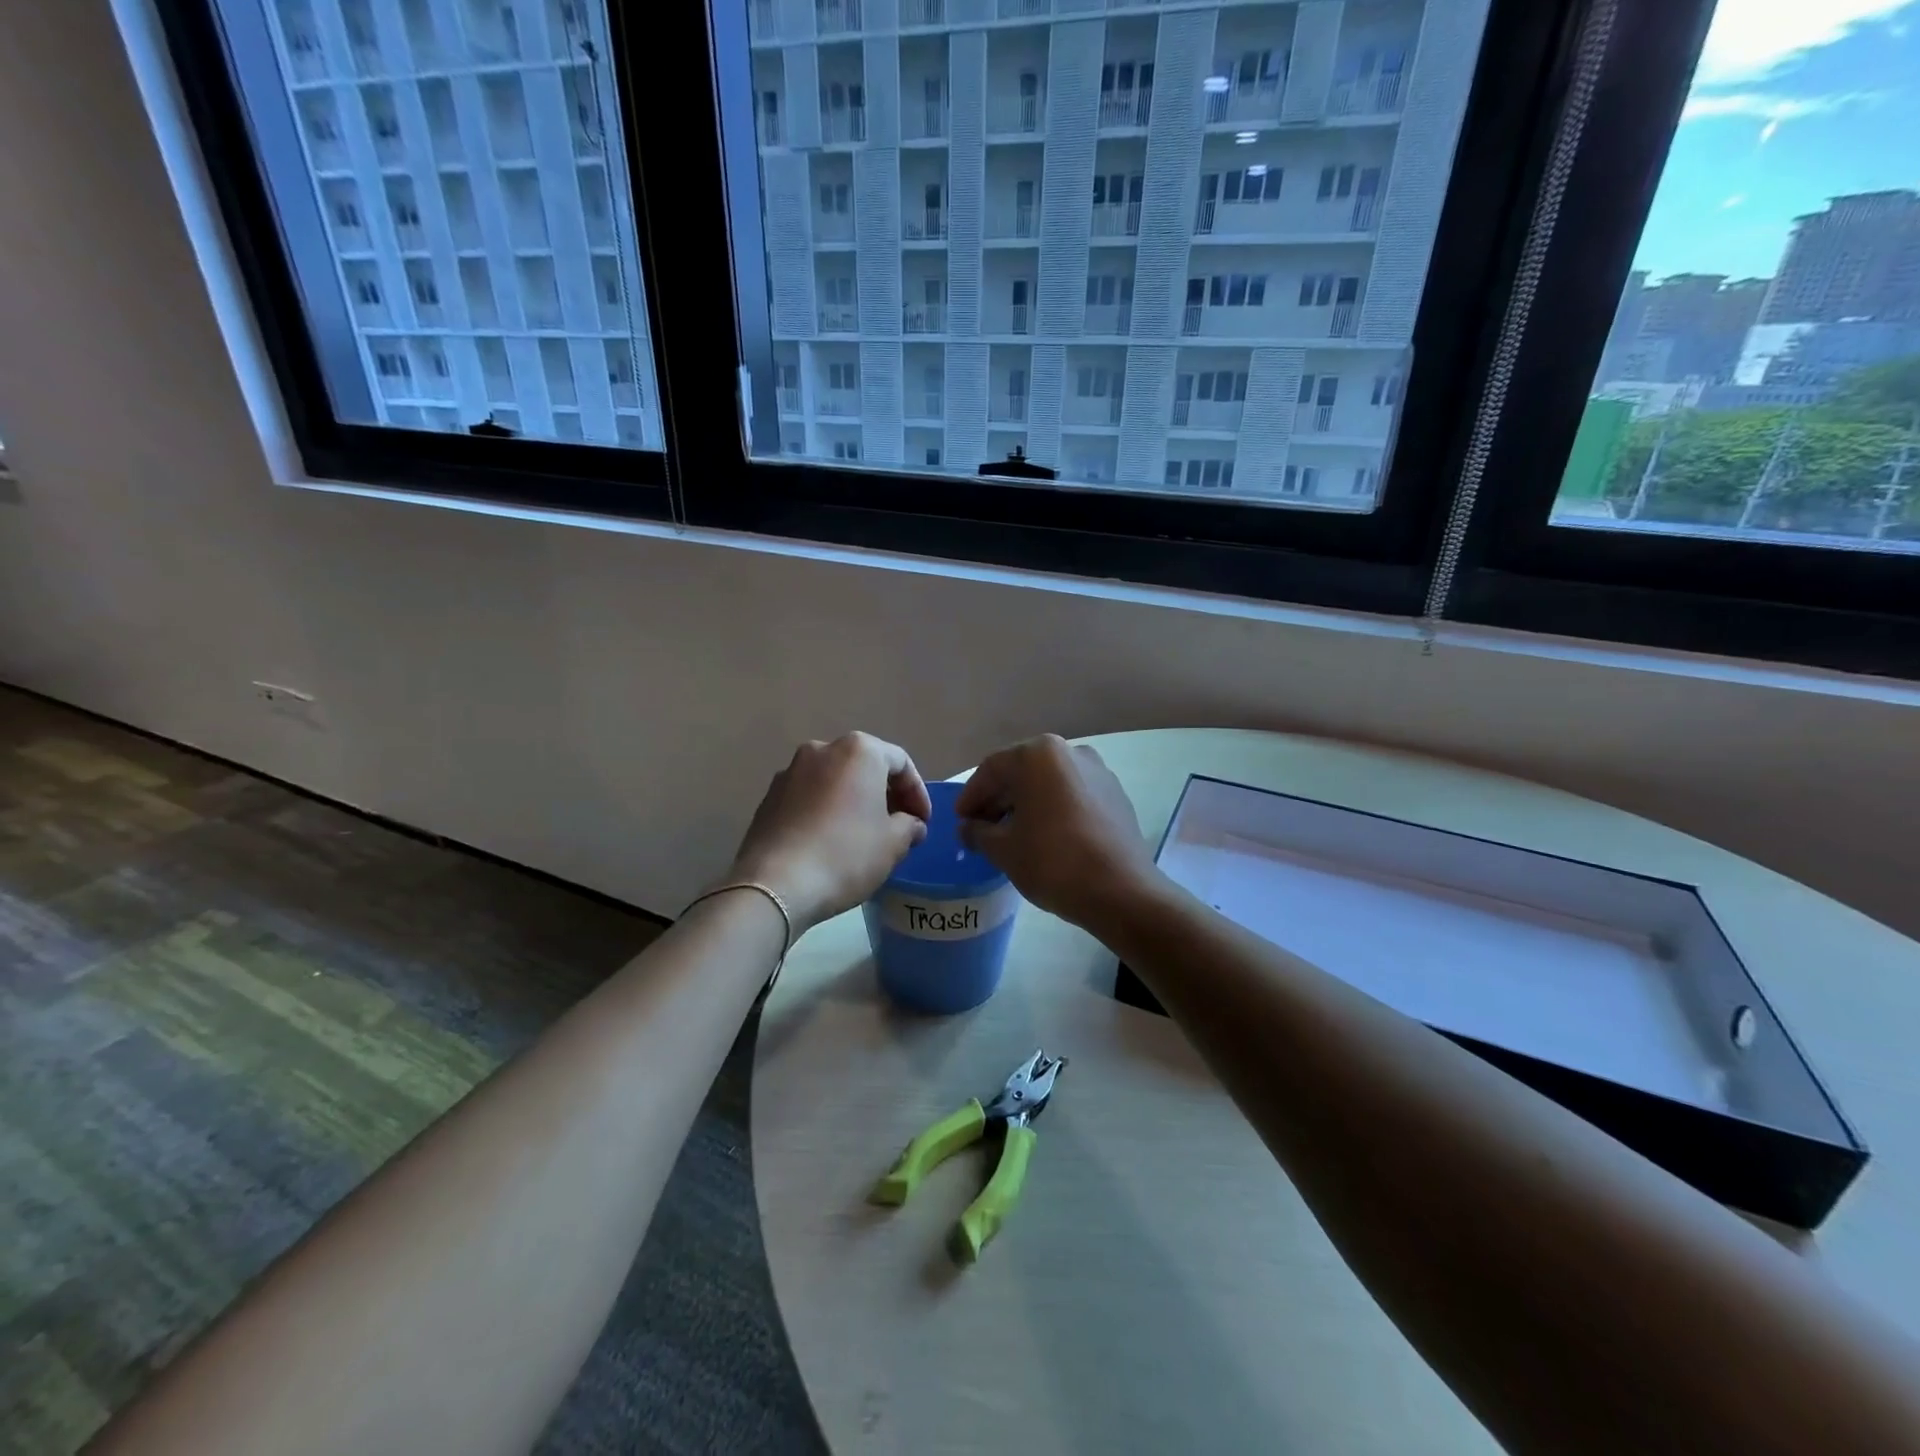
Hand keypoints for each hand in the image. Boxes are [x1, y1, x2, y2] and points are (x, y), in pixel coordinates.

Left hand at [728, 733, 932, 933]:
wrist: (776, 884)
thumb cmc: (846, 855)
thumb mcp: (893, 844)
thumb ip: (910, 825)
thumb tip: (910, 824)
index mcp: (858, 751)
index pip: (901, 763)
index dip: (918, 794)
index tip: (923, 823)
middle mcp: (822, 749)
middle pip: (865, 766)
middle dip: (885, 794)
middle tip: (899, 826)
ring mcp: (790, 771)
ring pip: (835, 781)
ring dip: (854, 802)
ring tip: (865, 835)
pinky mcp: (769, 797)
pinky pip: (809, 797)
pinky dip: (826, 811)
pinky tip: (831, 841)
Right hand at [955, 736, 1159, 931]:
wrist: (1121, 891)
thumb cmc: (1053, 862)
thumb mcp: (1004, 849)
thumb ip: (978, 832)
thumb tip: (968, 828)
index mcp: (1039, 755)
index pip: (992, 769)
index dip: (971, 796)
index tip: (960, 821)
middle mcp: (1070, 751)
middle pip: (1022, 771)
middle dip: (999, 799)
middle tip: (981, 828)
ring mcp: (1098, 772)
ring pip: (1049, 783)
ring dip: (1026, 804)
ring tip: (1011, 835)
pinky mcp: (1116, 795)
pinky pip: (1073, 795)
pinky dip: (1053, 809)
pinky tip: (1045, 836)